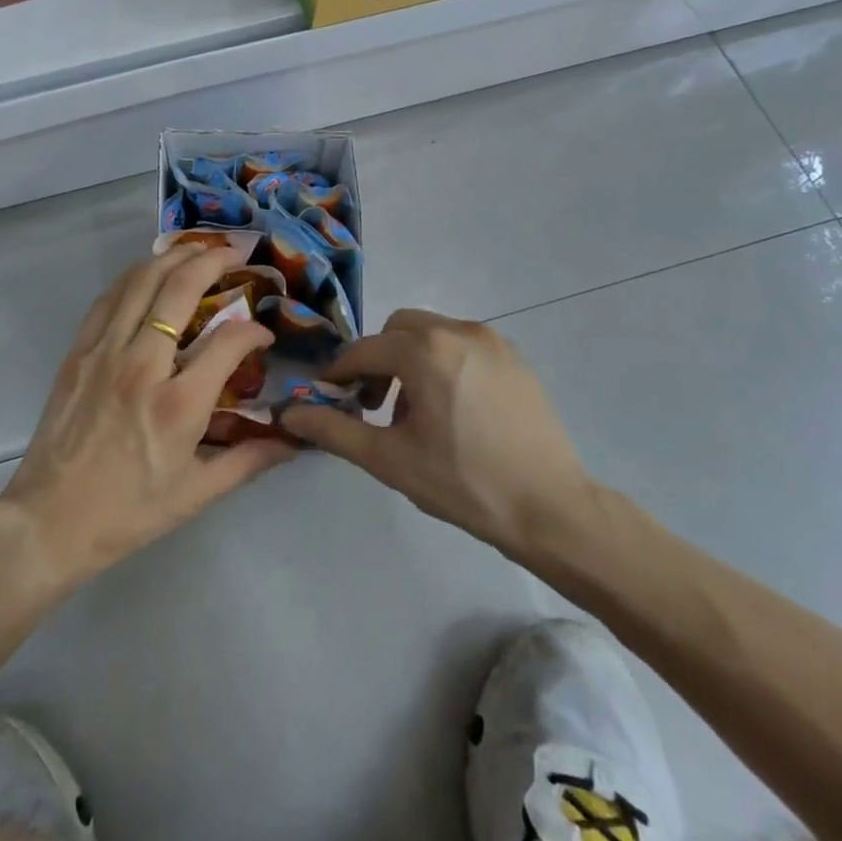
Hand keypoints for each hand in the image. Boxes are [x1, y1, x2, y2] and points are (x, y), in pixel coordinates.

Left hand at [0, 244, 294, 584]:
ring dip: (173, 257)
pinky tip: (149, 273)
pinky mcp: (79, 351)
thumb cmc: (128, 512)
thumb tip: (293, 441)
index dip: (253, 330)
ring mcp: (105, 352)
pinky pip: (109, 298)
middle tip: (235, 254)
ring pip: (141, 281)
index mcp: (178, 404)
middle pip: (180, 289)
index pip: (229, 341)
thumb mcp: (197, 494)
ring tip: (197, 250)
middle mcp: (142, 365)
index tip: (262, 334)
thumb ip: (248, 460)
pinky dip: (134, 276)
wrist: (50, 520)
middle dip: (213, 261)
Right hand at [277, 309, 599, 561]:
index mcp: (425, 350)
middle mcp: (458, 331)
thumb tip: (288, 414)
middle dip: (379, 361)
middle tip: (375, 406)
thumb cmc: (464, 484)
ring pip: (432, 334)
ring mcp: (492, 341)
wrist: (553, 510)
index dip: (340, 374)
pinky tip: (452, 410)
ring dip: (411, 361)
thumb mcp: (389, 460)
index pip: (365, 350)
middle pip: (398, 330)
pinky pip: (463, 346)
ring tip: (416, 413)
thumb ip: (333, 430)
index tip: (330, 399)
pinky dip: (443, 363)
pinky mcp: (515, 359)